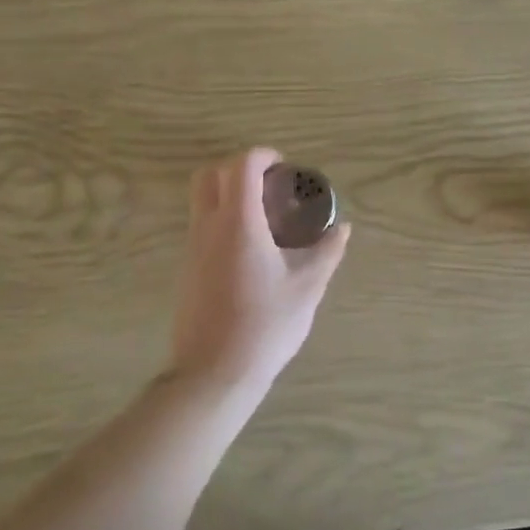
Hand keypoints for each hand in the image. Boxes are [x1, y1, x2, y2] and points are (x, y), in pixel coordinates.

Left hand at [167, 148, 351, 393]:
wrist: (214, 373)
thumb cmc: (265, 325)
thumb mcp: (307, 287)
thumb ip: (326, 252)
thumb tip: (342, 229)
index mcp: (238, 223)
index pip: (241, 166)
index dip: (263, 156)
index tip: (284, 167)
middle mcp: (208, 227)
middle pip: (209, 176)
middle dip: (238, 169)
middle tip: (268, 187)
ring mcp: (192, 249)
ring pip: (201, 202)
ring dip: (228, 195)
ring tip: (264, 219)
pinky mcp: (187, 271)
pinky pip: (201, 228)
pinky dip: (222, 221)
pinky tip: (250, 251)